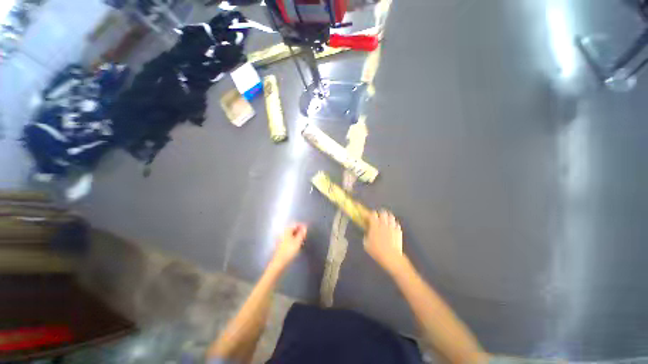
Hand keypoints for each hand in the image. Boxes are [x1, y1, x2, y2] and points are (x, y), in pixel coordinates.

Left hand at [271, 223, 306, 268]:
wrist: (279, 263)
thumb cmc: (289, 251)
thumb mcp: (298, 241)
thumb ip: (302, 233)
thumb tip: (305, 227)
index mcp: (287, 230)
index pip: (296, 224)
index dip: (302, 226)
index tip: (307, 230)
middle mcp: (283, 232)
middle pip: (293, 229)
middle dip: (300, 231)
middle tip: (305, 236)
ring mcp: (282, 239)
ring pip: (291, 235)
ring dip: (297, 236)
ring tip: (303, 241)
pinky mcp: (281, 245)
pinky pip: (289, 239)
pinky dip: (294, 240)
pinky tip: (297, 245)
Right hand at [364, 210, 406, 274]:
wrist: (391, 257)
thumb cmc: (376, 251)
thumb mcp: (366, 244)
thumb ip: (366, 235)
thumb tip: (367, 232)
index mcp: (375, 225)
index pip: (373, 214)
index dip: (371, 214)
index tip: (370, 216)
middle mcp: (383, 224)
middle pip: (383, 212)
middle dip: (380, 213)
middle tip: (379, 217)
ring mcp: (392, 227)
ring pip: (391, 216)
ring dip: (388, 217)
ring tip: (386, 220)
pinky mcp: (398, 231)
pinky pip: (396, 223)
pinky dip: (394, 224)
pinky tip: (392, 227)